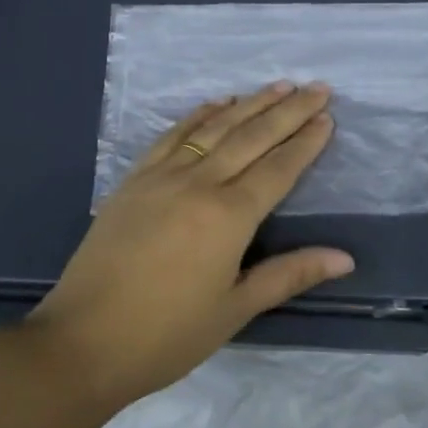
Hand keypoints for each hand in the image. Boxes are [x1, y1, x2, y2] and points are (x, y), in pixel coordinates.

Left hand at [28, 81, 352, 407]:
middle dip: (288, 110)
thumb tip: (345, 258)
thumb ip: (289, 275)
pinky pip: (173, 136)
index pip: (278, 169)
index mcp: (228, 216)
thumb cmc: (167, 335)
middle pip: (252, 137)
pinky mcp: (134, 180)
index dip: (306, 142)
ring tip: (278, 86)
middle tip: (317, 87)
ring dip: (250, 104)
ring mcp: (162, 176)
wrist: (81, 342)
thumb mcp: (235, 309)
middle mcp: (198, 183)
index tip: (327, 115)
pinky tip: (217, 104)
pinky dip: (199, 115)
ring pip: (214, 128)